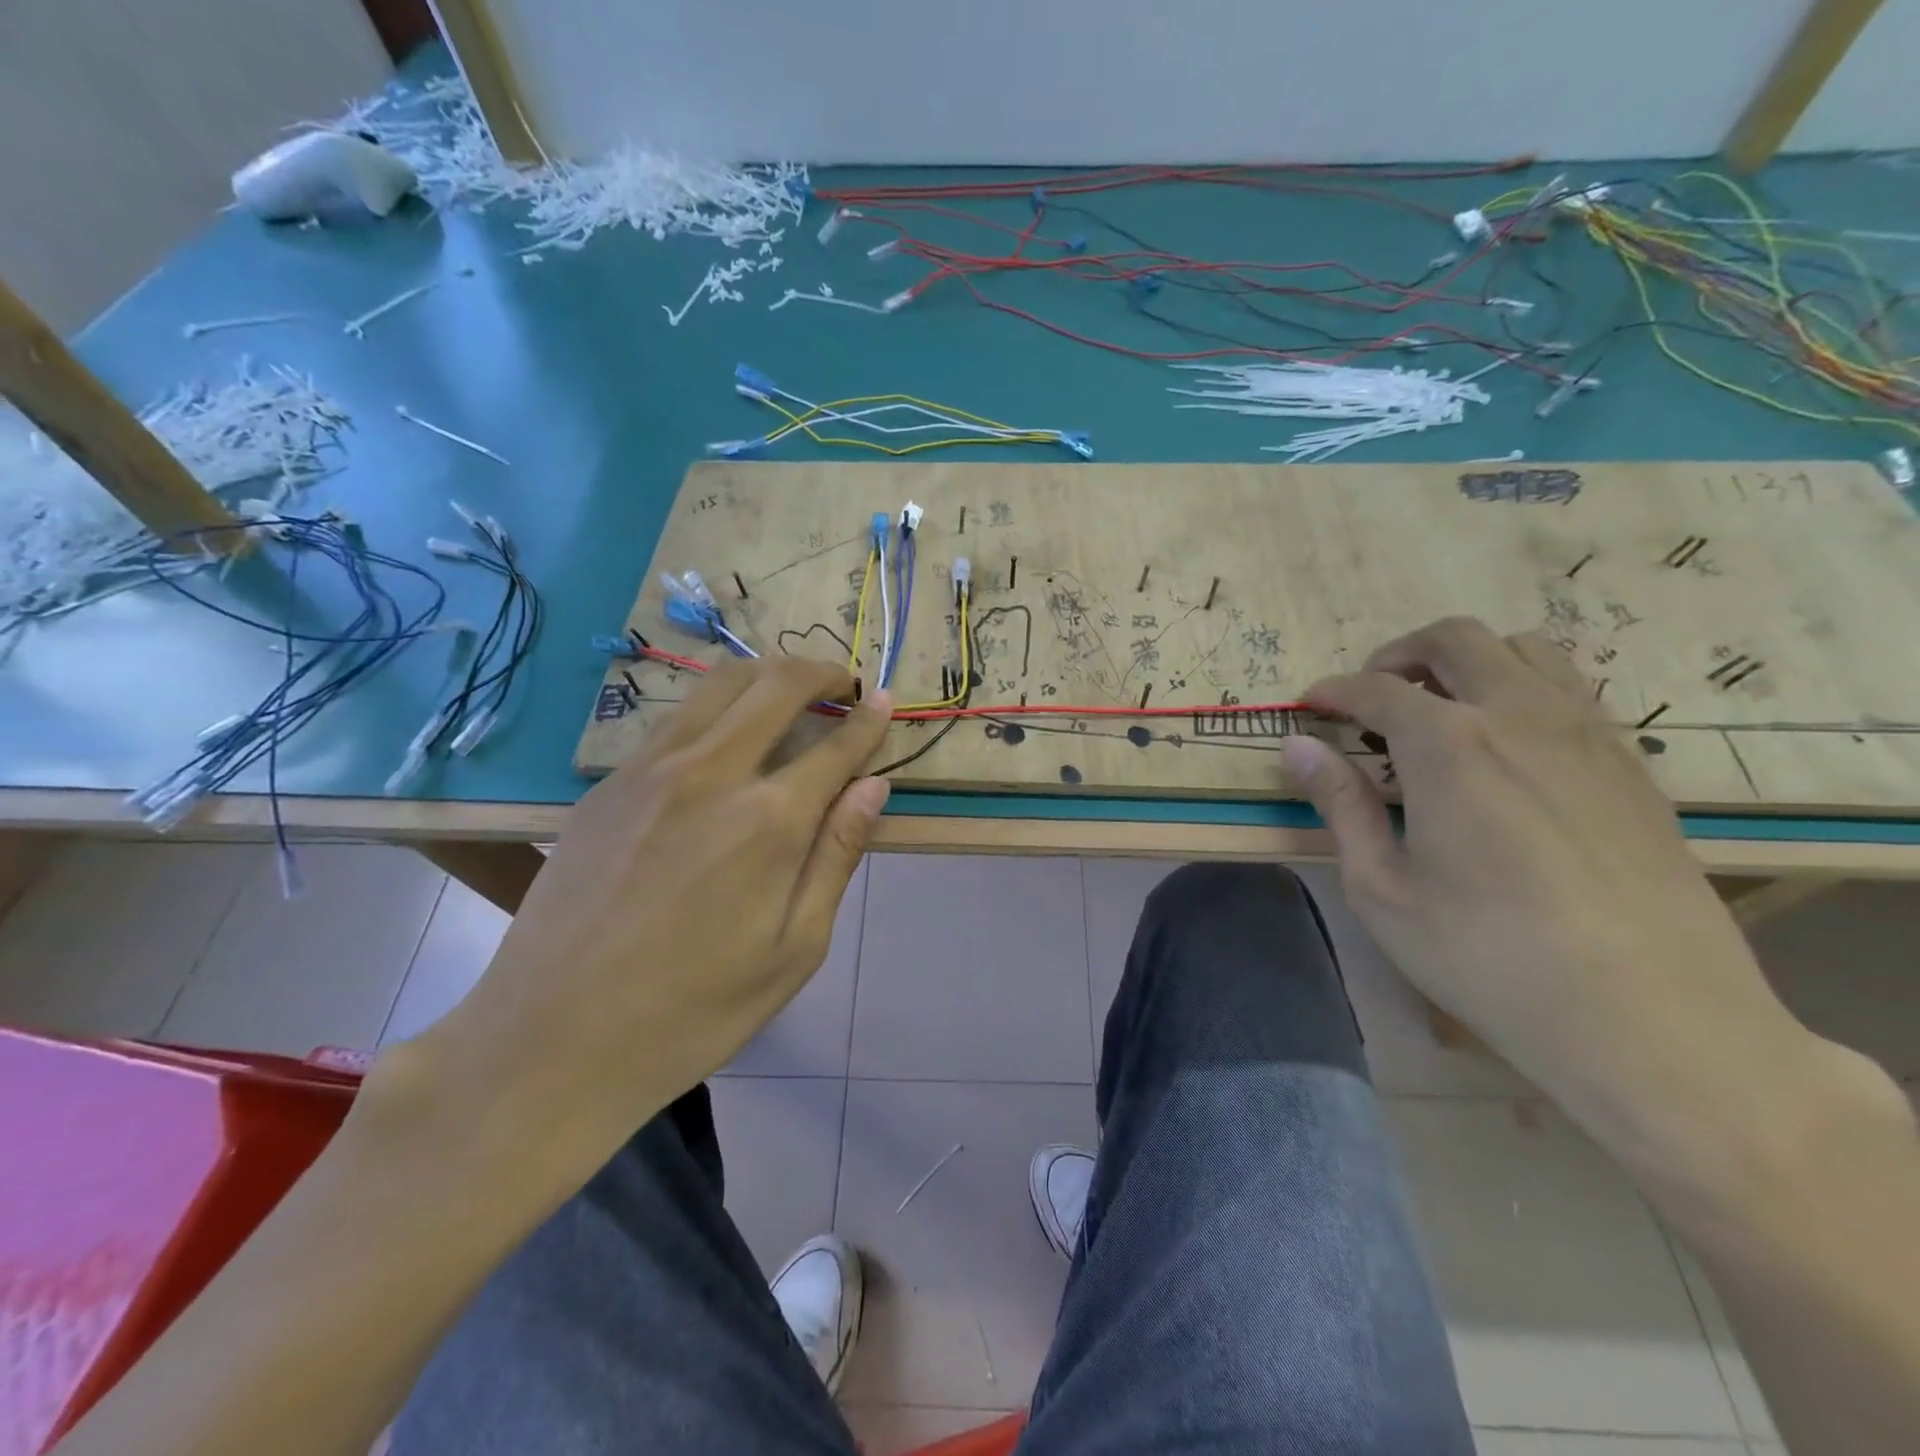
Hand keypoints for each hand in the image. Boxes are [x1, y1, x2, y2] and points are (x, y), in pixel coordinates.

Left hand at [415, 657, 890, 1161]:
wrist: (552, 1042)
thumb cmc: (694, 1011)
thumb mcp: (794, 949)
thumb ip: (836, 855)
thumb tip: (873, 786)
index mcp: (769, 821)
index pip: (836, 745)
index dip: (869, 719)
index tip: (885, 701)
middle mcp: (711, 773)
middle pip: (777, 683)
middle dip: (821, 673)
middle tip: (843, 685)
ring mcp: (650, 770)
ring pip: (720, 683)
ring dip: (767, 674)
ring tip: (790, 693)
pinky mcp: (608, 783)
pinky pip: (676, 718)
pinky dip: (718, 706)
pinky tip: (726, 739)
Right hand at [1279, 617, 1802, 1140]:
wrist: (1651, 1018)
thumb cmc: (1487, 955)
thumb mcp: (1382, 888)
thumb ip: (1341, 804)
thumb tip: (1299, 747)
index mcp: (1449, 744)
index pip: (1376, 688)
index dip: (1333, 691)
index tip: (1309, 707)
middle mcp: (1521, 716)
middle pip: (1456, 640)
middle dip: (1400, 654)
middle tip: (1372, 695)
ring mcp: (1588, 735)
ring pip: (1527, 650)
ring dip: (1470, 663)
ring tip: (1441, 710)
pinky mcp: (1632, 767)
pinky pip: (1573, 693)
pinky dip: (1524, 692)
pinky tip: (1507, 750)